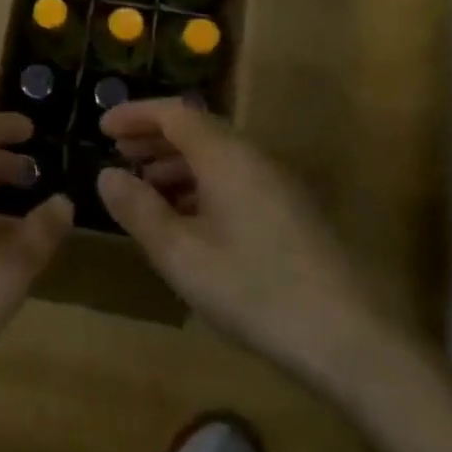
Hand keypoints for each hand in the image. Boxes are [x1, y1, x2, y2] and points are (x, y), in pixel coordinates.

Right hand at [97, 99, 375, 381]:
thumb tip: (107, 175)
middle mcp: (252, 157)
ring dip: (175, 163)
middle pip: (196, 129)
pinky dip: (200, 185)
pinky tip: (186, 220)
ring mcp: (275, 183)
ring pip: (216, 156)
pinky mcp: (288, 210)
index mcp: (225, 155)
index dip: (135, 115)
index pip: (173, 113)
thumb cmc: (254, 289)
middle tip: (117, 154)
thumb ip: (138, 210)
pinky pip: (233, 178)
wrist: (350, 338)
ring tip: (143, 188)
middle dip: (153, 138)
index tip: (101, 127)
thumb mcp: (181, 254)